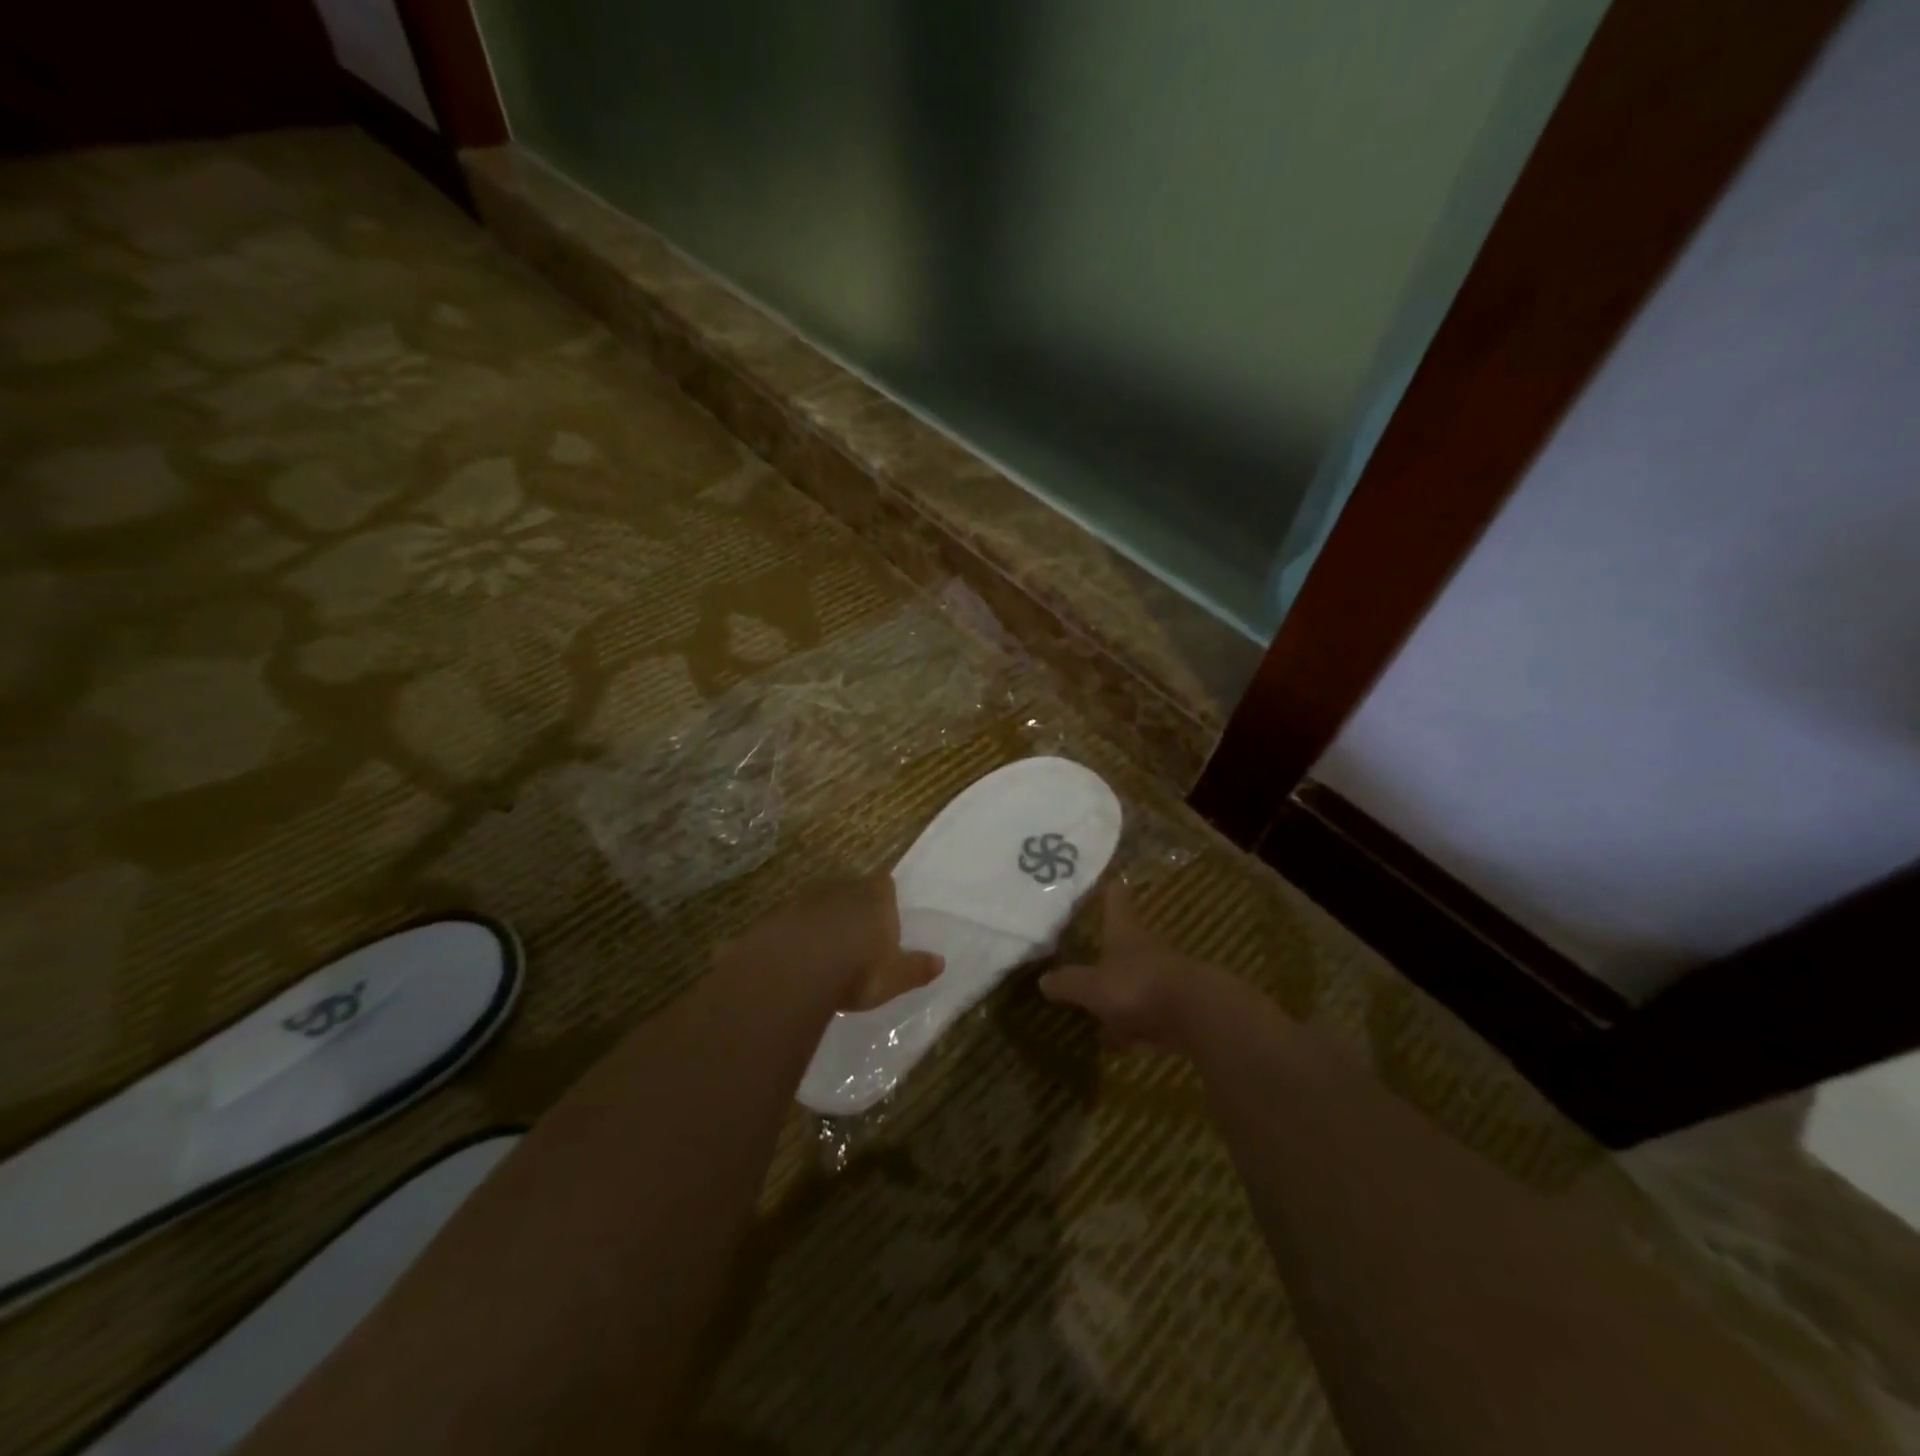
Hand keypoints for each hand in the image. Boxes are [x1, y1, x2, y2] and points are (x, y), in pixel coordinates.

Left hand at [723, 875, 943, 1011]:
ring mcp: (805, 898)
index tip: (885, 914)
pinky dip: (795, 933)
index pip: (885, 884)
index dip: (885, 897)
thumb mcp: (893, 978)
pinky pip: (791, 921)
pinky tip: (794, 957)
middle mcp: (842, 888)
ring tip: (824, 949)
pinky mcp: (776, 915)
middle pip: (851, 890)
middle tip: (856, 934)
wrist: (791, 970)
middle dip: (853, 907)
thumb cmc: (856, 971)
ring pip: (819, 903)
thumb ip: (916, 969)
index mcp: (875, 898)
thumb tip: (940, 962)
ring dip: (822, 919)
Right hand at [1039, 885, 1243, 1051]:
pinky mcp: (1182, 1008)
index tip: (1112, 878)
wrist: (1200, 1016)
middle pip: (1129, 942)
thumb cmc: (1139, 988)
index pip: (1117, 903)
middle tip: (1096, 953)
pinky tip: (1126, 1043)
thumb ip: (1069, 983)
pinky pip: (1151, 1013)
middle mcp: (1148, 949)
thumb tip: (1043, 979)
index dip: (1112, 892)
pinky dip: (1138, 1024)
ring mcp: (1168, 978)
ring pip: (1140, 979)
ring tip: (1103, 1012)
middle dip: (1114, 949)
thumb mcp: (1094, 987)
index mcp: (1126, 935)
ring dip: (1124, 993)